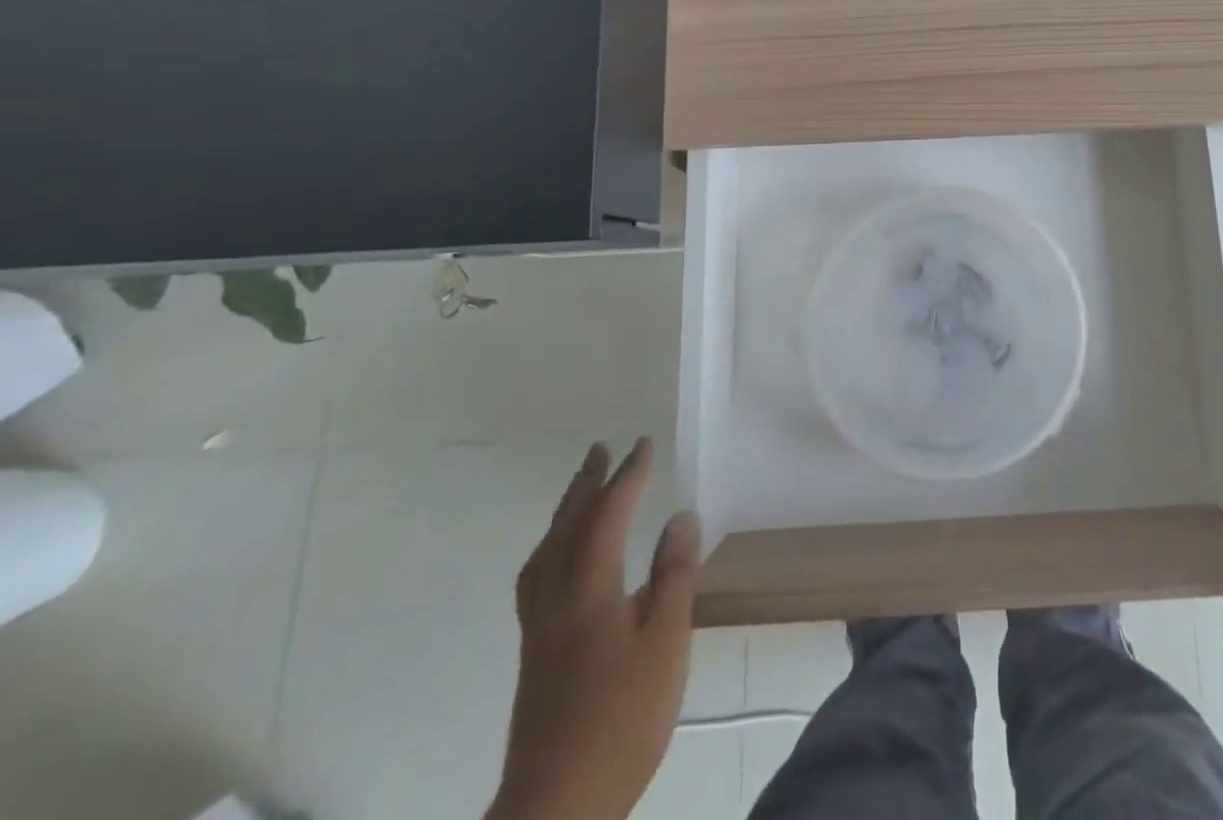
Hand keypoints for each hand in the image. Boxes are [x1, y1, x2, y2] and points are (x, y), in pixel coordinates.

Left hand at [488, 439, 701, 819]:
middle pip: (566, 526)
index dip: (628, 477)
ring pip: (545, 552)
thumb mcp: (666, 643)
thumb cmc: (621, 719)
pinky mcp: (534, 654)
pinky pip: (539, 575)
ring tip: (581, 493)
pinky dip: (553, 546)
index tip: (645, 445)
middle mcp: (556, 598)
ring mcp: (539, 628)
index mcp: (589, 589)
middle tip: (601, 448)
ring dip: (565, 512)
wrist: (556, 808)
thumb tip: (681, 517)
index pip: (607, 515)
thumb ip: (674, 576)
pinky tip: (565, 561)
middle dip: (586, 484)